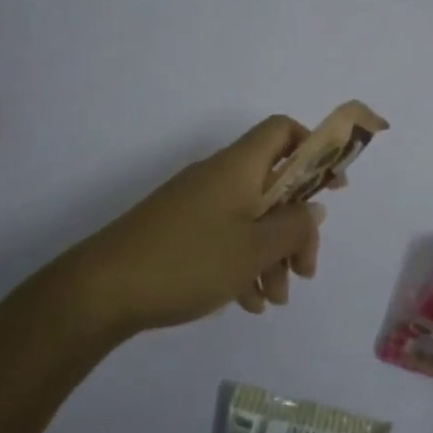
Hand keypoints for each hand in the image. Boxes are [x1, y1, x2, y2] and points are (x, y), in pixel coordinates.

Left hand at [5, 116, 326, 342]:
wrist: (100, 291)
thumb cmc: (189, 260)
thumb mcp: (255, 248)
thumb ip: (295, 226)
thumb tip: (313, 208)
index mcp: (239, 166)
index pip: (283, 131)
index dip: (314, 150)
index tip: (332, 188)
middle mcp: (219, 177)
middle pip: (274, 185)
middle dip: (296, 227)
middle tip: (305, 270)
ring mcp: (196, 204)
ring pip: (252, 218)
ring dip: (272, 255)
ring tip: (275, 299)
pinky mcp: (179, 231)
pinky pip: (225, 238)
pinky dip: (243, 264)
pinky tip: (248, 302)